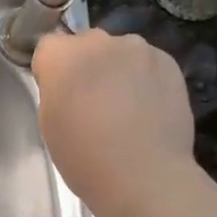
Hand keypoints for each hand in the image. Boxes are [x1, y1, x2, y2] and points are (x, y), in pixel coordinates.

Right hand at [32, 29, 195, 216]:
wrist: (144, 176)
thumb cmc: (84, 155)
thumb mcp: (49, 121)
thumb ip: (55, 89)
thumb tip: (70, 82)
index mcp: (61, 55)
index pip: (48, 46)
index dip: (52, 70)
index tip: (59, 94)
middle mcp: (98, 41)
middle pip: (85, 43)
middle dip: (86, 64)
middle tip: (92, 99)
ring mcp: (136, 49)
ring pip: (119, 51)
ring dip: (117, 68)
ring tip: (126, 104)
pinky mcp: (168, 62)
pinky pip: (148, 62)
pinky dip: (144, 77)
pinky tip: (148, 106)